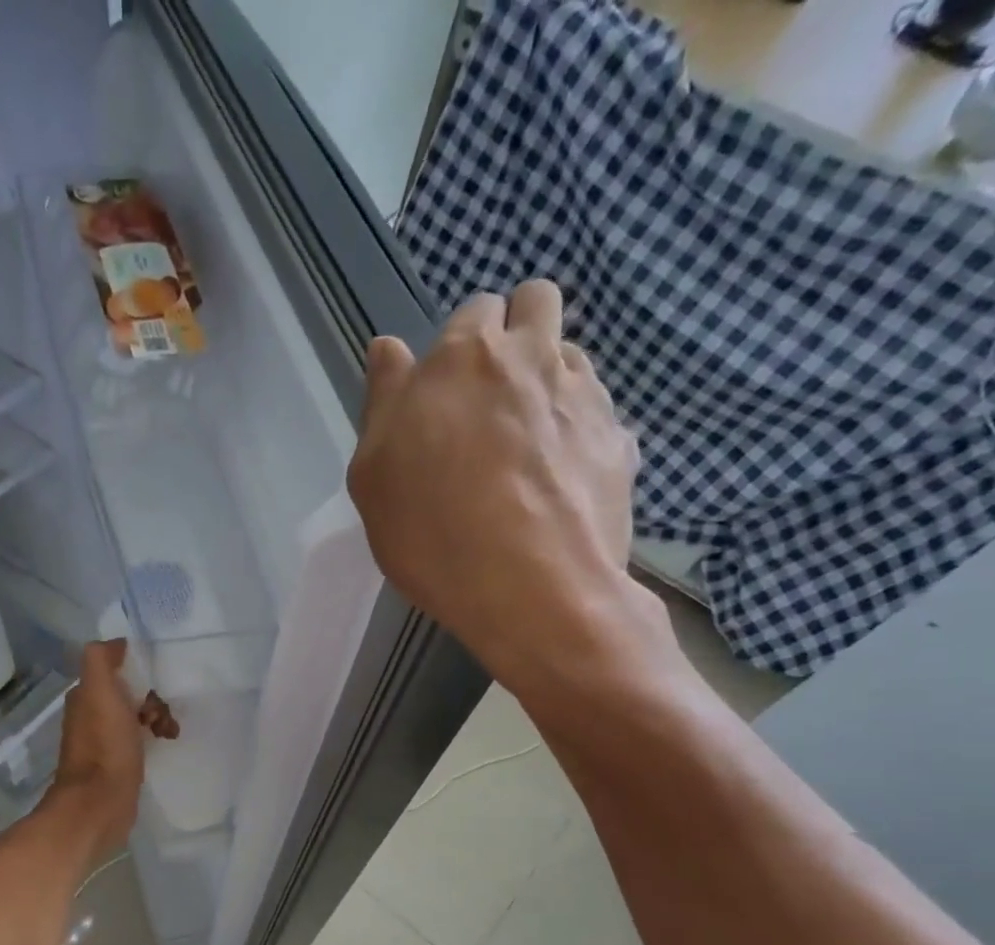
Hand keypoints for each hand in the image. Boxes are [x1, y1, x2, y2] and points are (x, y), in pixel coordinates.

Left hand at [50, 640, 158, 857]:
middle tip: (161, 715)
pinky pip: (139, 739)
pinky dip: (154, 737)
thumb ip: (101, 660)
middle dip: (152, 698)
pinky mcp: (117, 763)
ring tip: (169, 732)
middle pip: (129, 692)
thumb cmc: (105, 746)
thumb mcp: (100, 692)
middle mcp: (90, 715)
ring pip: (136, 716)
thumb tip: (116, 644)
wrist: (100, 804)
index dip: (138, 671)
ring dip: (158, 717)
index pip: (115, 669)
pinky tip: (165, 744)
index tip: (154, 685)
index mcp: (85, 696)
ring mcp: (103, 741)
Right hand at [348, 280, 657, 695]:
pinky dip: (577, 427)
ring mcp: (585, 394)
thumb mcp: (374, 477)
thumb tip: (390, 348)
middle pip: (536, 303)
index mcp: (464, 355)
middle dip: (515, 334)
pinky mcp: (620, 438)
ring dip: (548, 377)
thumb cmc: (433, 534)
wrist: (533, 591)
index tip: (445, 395)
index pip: (472, 311)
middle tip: (490, 399)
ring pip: (571, 353)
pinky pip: (597, 411)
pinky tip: (557, 477)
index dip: (458, 347)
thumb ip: (383, 402)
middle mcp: (532, 355)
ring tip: (526, 442)